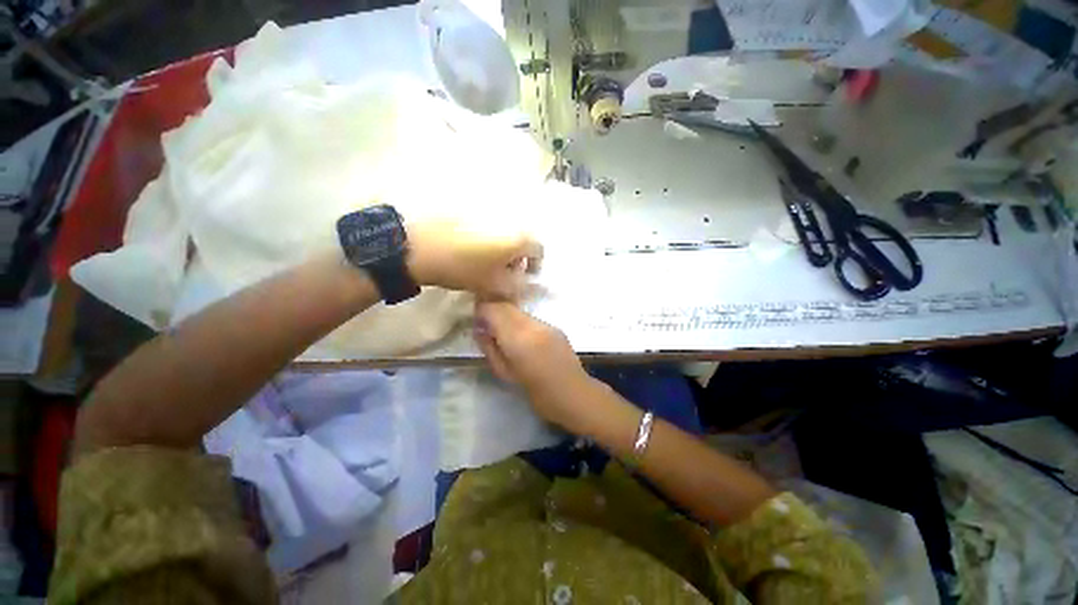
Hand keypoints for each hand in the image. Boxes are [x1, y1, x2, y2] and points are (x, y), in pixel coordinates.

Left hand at [407, 220, 542, 298]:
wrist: (420, 247)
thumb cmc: (463, 268)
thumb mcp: (493, 286)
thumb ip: (515, 287)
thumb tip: (523, 283)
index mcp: (516, 238)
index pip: (539, 249)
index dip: (536, 265)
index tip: (526, 276)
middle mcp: (507, 222)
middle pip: (522, 240)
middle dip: (519, 257)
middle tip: (507, 272)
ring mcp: (487, 215)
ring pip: (504, 233)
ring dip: (503, 248)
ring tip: (488, 263)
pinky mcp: (469, 212)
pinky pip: (488, 228)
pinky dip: (488, 240)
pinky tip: (473, 251)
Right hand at [474, 301, 602, 433]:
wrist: (573, 394)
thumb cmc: (536, 392)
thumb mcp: (504, 373)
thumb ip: (490, 347)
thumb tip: (480, 329)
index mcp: (518, 338)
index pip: (493, 310)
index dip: (481, 311)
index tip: (476, 319)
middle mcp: (532, 325)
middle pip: (506, 306)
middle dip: (493, 310)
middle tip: (486, 323)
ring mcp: (546, 324)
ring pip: (519, 311)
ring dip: (508, 317)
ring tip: (504, 333)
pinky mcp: (555, 326)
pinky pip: (532, 319)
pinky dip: (521, 323)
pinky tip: (523, 338)